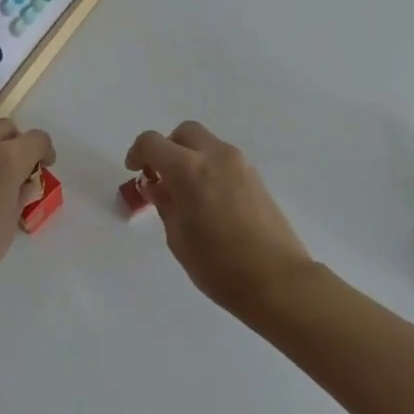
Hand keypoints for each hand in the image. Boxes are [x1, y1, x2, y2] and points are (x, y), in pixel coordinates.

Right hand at [125, 121, 315, 316]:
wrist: (278, 281)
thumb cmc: (219, 265)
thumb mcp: (178, 238)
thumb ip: (165, 204)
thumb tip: (158, 186)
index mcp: (189, 169)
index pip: (153, 142)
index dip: (137, 153)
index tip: (135, 172)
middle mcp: (216, 156)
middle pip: (184, 132)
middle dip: (167, 148)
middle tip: (160, 177)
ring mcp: (240, 164)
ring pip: (206, 144)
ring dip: (190, 157)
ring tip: (185, 194)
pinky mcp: (256, 177)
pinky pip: (224, 160)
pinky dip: (208, 168)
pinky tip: (208, 201)